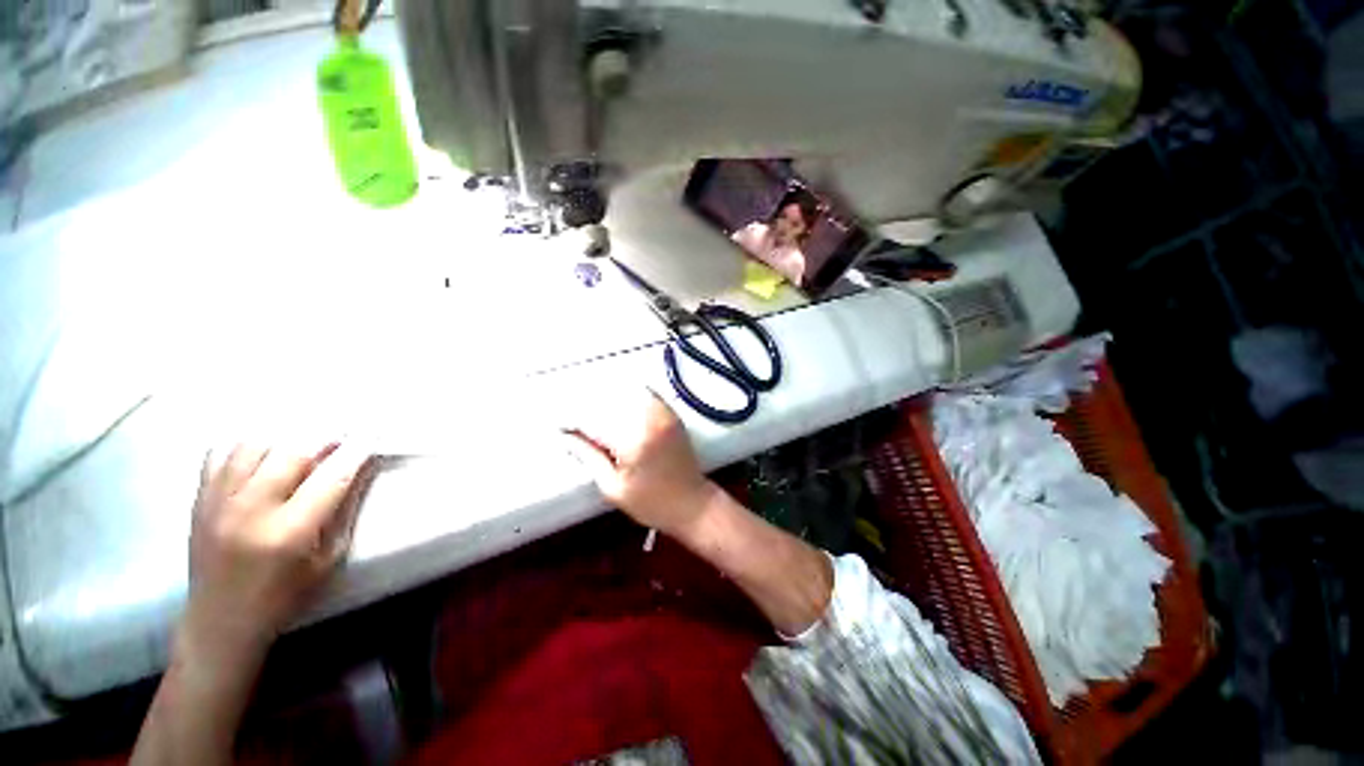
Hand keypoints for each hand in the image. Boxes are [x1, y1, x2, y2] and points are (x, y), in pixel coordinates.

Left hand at [182, 443, 373, 665]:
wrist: (220, 621)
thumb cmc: (285, 595)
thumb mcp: (329, 558)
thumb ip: (345, 509)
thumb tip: (363, 467)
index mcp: (289, 532)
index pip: (332, 477)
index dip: (356, 452)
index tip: (372, 436)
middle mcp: (251, 510)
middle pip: (292, 453)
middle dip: (325, 438)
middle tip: (343, 436)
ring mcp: (218, 502)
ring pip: (255, 444)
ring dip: (287, 439)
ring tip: (304, 444)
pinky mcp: (199, 500)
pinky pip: (220, 453)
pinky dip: (247, 445)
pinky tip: (264, 451)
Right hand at [565, 390, 718, 537]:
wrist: (692, 503)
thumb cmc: (651, 503)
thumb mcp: (613, 487)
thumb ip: (589, 457)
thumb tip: (566, 437)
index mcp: (633, 440)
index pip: (594, 419)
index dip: (572, 420)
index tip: (558, 424)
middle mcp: (649, 418)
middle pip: (608, 399)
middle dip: (586, 405)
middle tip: (571, 417)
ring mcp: (663, 413)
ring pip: (626, 391)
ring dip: (605, 396)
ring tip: (589, 408)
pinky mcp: (671, 413)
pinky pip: (646, 393)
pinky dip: (628, 393)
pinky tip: (615, 399)